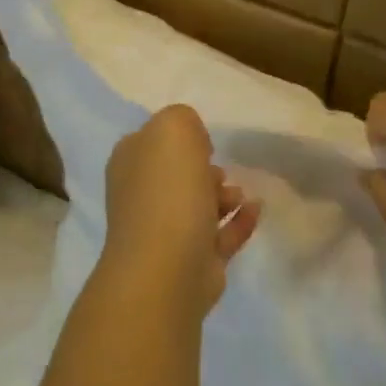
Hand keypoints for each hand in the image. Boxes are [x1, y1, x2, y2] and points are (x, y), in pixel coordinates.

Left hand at [102, 105, 259, 315]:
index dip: (179, 137)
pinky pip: (220, 234)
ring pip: (198, 205)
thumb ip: (182, 119)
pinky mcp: (193, 260)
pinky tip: (256, 209)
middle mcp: (141, 195)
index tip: (202, 140)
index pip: (152, 141)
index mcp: (129, 163)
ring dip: (223, 195)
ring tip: (237, 195)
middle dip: (202, 169)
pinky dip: (239, 220)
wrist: (167, 266)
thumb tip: (193, 142)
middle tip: (218, 169)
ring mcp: (165, 231)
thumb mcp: (173, 129)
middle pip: (176, 174)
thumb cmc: (167, 190)